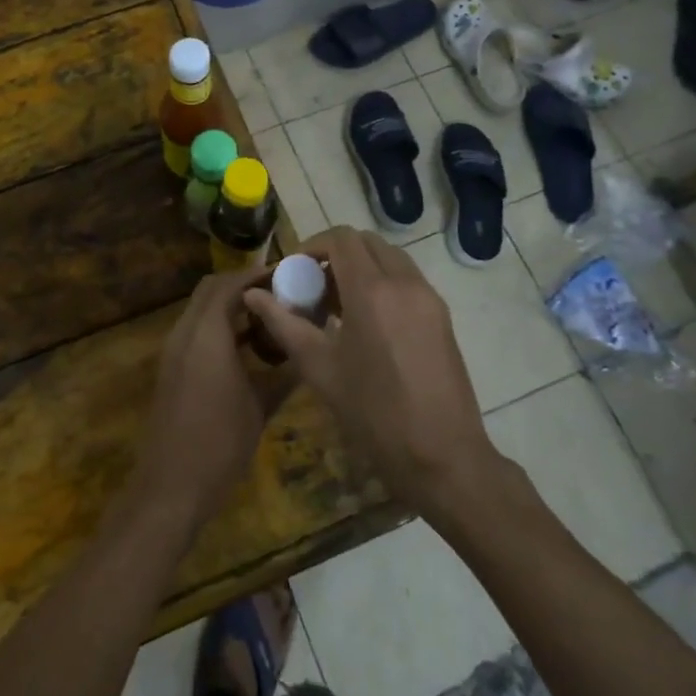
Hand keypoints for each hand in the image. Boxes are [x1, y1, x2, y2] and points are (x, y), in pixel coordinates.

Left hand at [131, 268, 294, 534]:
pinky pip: (196, 330)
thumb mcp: (261, 407)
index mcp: (207, 334)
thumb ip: (284, 373)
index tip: (287, 274)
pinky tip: (248, 346)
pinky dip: (220, 326)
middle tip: (279, 292)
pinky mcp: (172, 368)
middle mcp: (185, 332)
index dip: (257, 274)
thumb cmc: (220, 444)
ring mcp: (174, 350)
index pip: (229, 284)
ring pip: (201, 309)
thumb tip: (308, 351)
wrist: (170, 487)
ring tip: (270, 316)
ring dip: (230, 305)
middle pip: (211, 289)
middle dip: (243, 285)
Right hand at [244, 227, 497, 518]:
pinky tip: (366, 323)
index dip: (313, 245)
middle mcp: (405, 282)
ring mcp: (428, 298)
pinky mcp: (442, 316)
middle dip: (336, 254)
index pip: (341, 239)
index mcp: (372, 290)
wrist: (443, 457)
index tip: (294, 271)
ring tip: (338, 306)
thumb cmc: (373, 413)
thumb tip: (253, 294)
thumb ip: (283, 323)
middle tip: (314, 286)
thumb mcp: (319, 368)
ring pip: (390, 258)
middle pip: (367, 242)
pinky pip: (407, 280)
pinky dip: (383, 283)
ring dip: (361, 267)